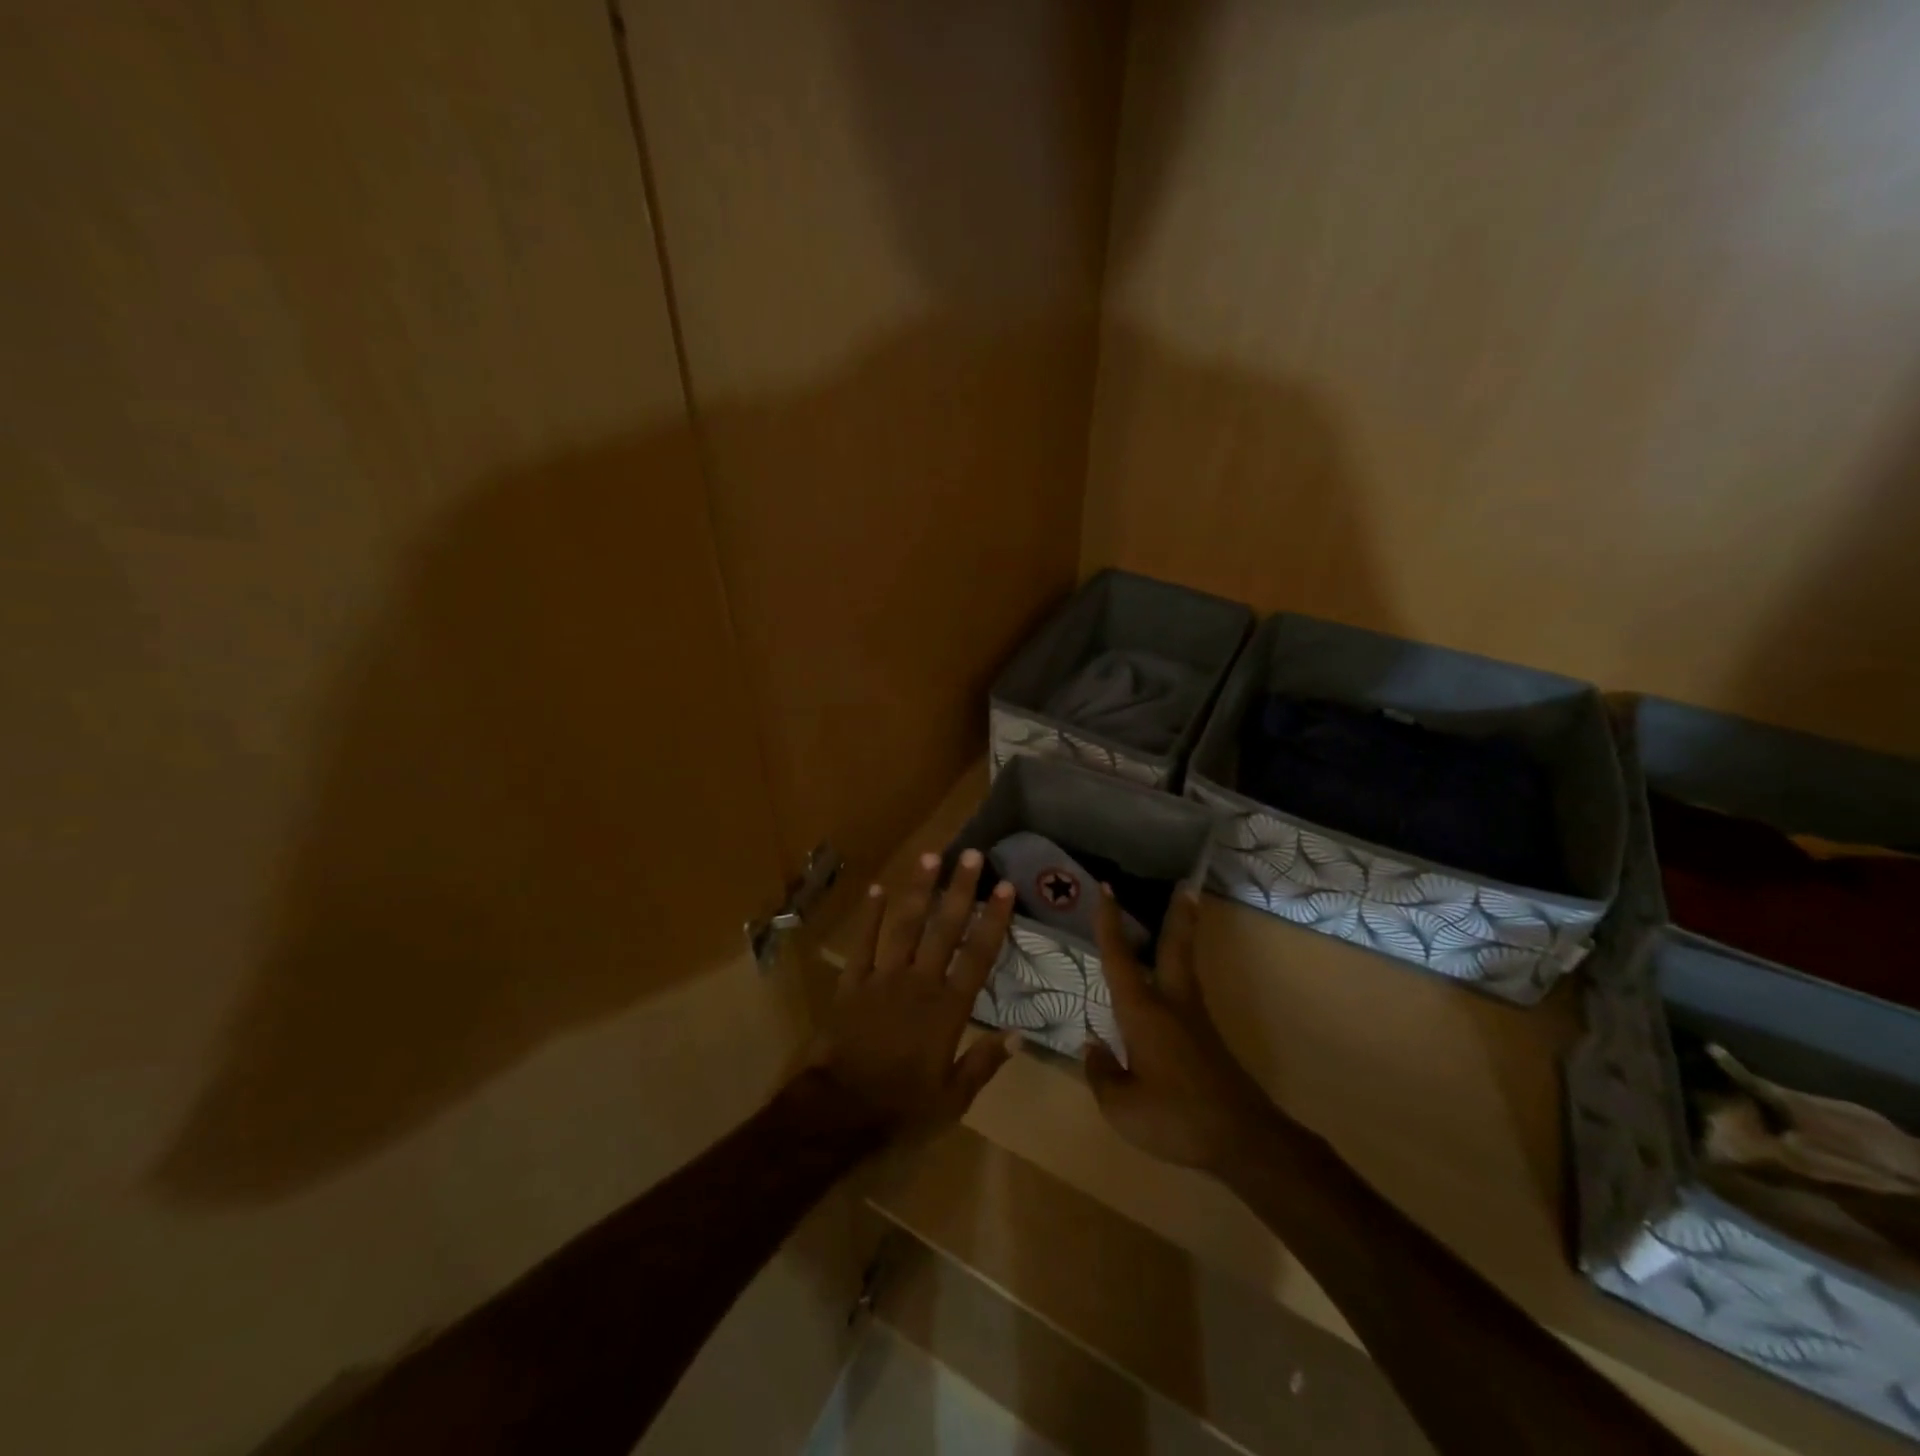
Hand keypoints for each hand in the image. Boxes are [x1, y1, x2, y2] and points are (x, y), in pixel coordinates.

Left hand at [809, 848, 1018, 1135]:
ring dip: (919, 890)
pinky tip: (877, 889)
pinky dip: (870, 916)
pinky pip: (863, 943)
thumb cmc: (900, 1109)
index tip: (1005, 887)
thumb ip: (984, 1063)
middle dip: (960, 890)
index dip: (993, 920)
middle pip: (944, 929)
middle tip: (972, 855)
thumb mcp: (952, 1100)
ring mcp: (883, 978)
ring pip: (905, 925)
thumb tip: (1020, 1035)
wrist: (838, 1111)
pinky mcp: (852, 983)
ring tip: (931, 856)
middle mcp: (919, 983)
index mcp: (947, 1009)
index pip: (978, 955)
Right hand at [1084, 885, 1281, 1173]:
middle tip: (1185, 886)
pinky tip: (1169, 984)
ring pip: (1185, 965)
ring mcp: (1194, 1020)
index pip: (1119, 958)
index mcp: (1143, 1012)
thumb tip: (1093, 1048)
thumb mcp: (1122, 1107)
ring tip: (1183, 915)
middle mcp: (1171, 1004)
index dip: (1109, 923)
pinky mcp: (1207, 1038)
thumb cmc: (1176, 1118)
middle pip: (1174, 948)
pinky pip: (1188, 990)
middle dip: (1177, 915)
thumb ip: (1101, 1074)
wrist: (1243, 1139)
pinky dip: (1180, 969)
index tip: (1107, 888)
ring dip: (1183, 936)